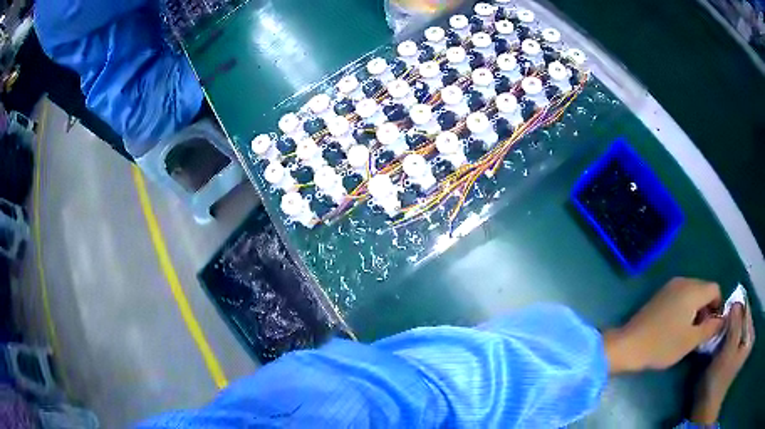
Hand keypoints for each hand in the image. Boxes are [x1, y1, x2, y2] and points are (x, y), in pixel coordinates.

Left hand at [604, 278, 724, 372]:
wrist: (629, 345)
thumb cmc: (663, 344)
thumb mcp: (691, 340)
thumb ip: (710, 328)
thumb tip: (722, 319)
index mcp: (693, 289)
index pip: (715, 289)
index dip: (718, 306)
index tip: (713, 326)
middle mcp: (683, 281)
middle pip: (704, 289)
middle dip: (707, 308)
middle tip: (702, 331)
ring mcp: (670, 286)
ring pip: (693, 293)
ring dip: (696, 309)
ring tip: (690, 332)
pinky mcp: (660, 295)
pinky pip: (681, 296)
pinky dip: (685, 308)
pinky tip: (678, 327)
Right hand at [691, 302, 754, 423]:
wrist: (706, 402)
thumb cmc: (719, 378)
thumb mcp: (729, 350)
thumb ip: (735, 325)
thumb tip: (736, 302)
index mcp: (750, 337)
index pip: (747, 312)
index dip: (737, 309)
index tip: (725, 308)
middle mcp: (747, 338)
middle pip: (741, 318)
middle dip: (731, 317)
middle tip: (720, 319)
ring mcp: (740, 345)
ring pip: (735, 325)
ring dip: (727, 325)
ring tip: (717, 327)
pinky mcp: (732, 350)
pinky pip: (730, 334)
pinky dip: (724, 332)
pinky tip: (717, 335)